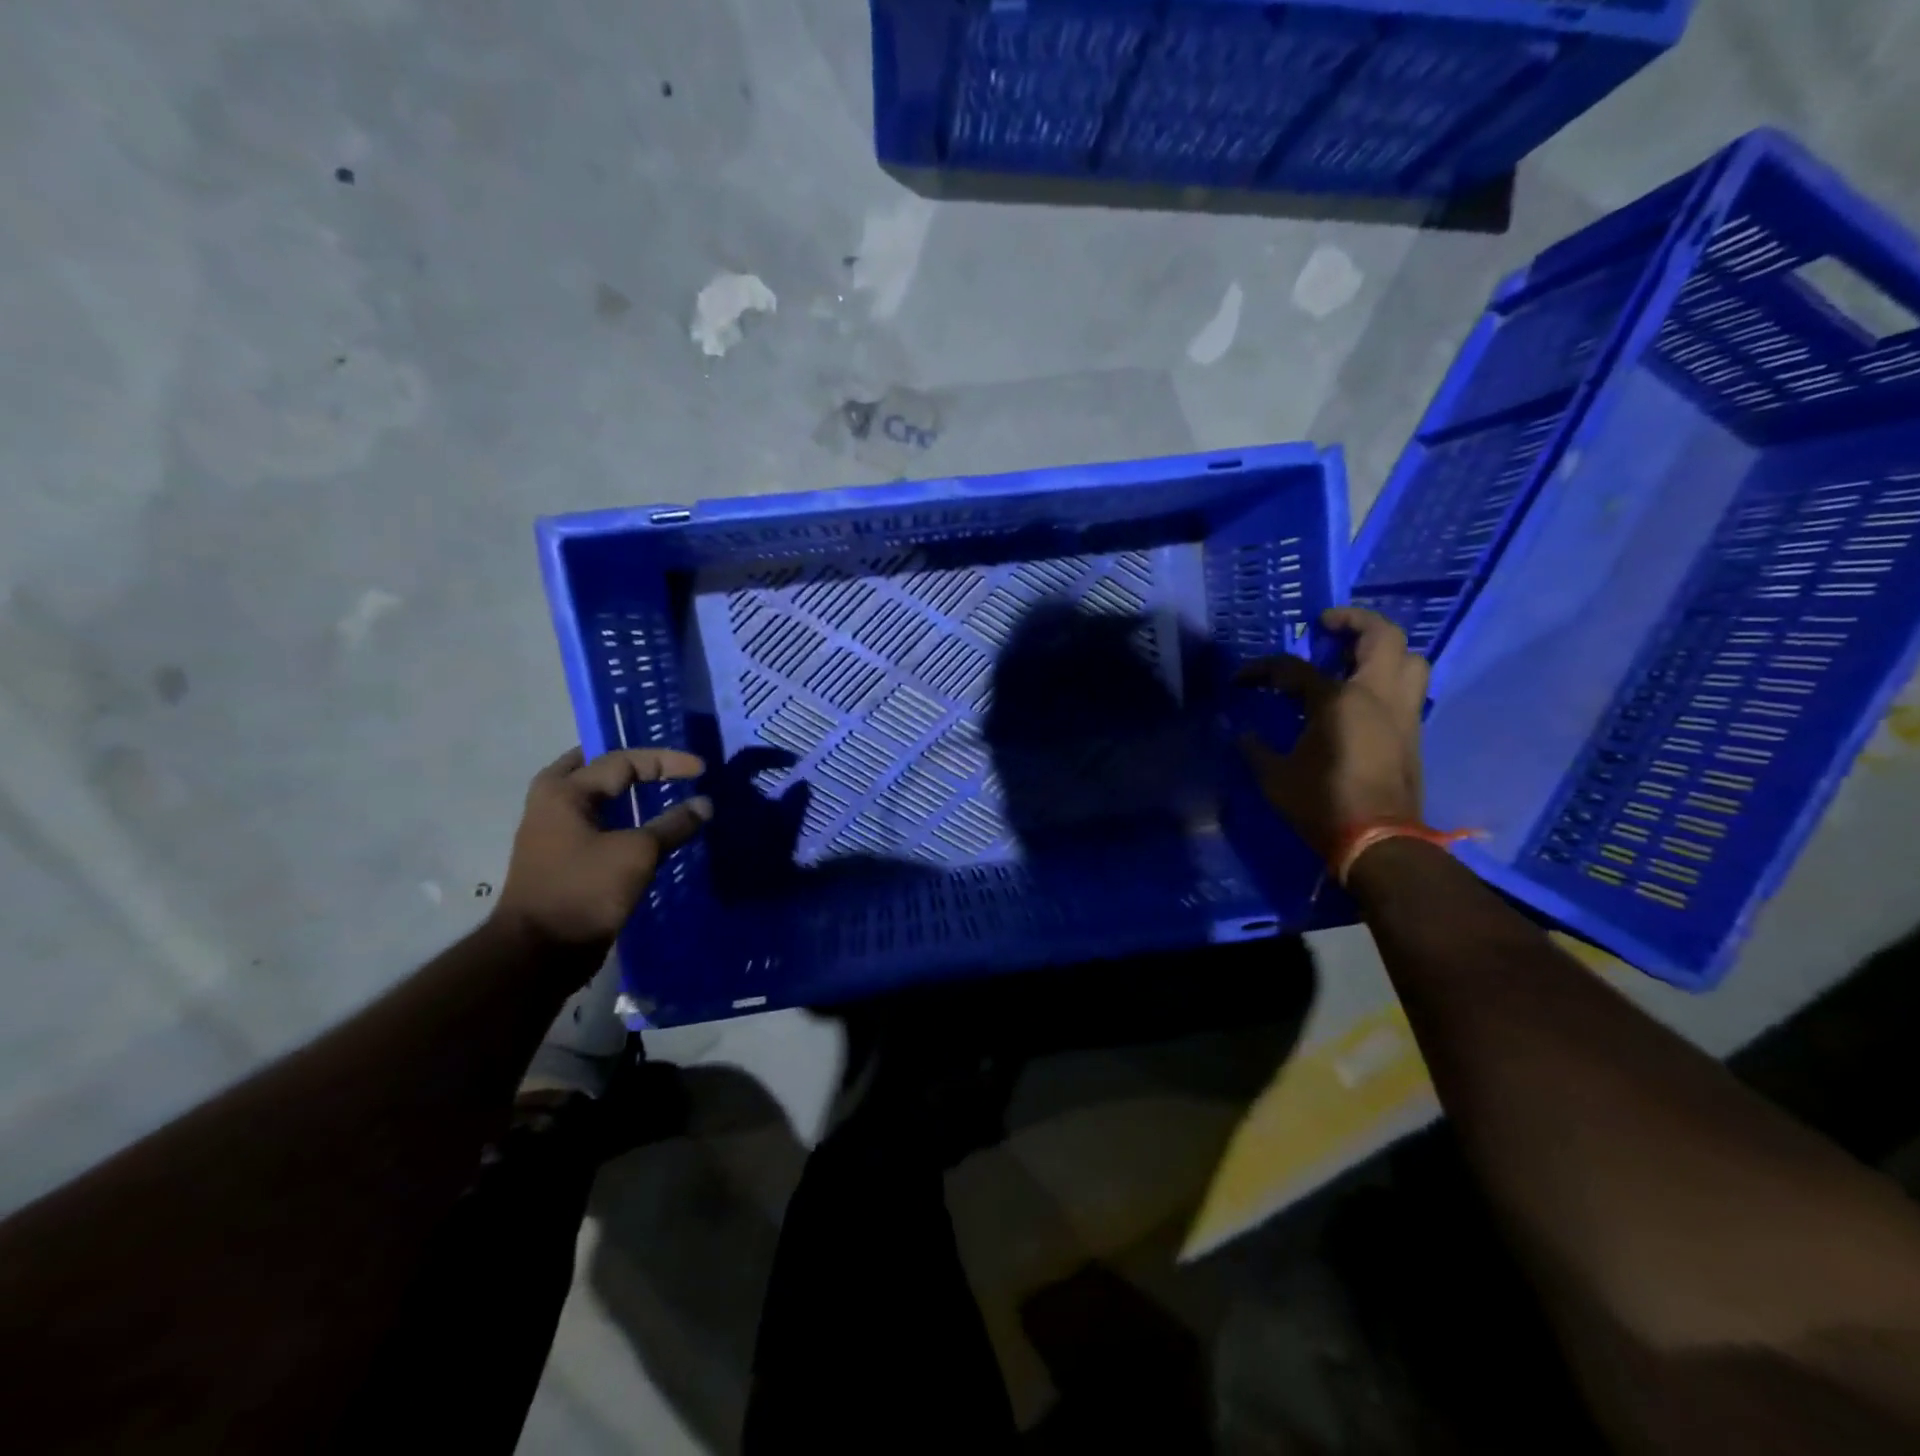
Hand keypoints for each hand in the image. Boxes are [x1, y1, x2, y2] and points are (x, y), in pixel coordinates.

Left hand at [495, 747, 711, 952]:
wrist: (539, 952)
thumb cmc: (584, 891)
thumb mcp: (637, 853)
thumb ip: (673, 825)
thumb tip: (705, 804)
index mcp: (565, 792)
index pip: (623, 761)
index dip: (666, 761)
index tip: (701, 770)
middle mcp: (552, 804)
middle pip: (594, 769)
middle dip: (629, 764)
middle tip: (662, 764)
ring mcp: (552, 833)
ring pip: (592, 797)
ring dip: (623, 791)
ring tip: (656, 790)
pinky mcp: (560, 860)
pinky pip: (594, 823)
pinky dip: (618, 817)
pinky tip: (641, 828)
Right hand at [1236, 607, 1428, 863]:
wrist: (1378, 841)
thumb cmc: (1322, 804)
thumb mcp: (1275, 777)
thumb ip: (1257, 749)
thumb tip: (1243, 734)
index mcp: (1337, 700)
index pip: (1294, 669)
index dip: (1262, 670)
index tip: (1241, 679)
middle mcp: (1376, 695)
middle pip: (1381, 636)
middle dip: (1354, 621)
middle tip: (1327, 626)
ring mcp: (1402, 712)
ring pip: (1409, 659)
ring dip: (1384, 649)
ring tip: (1354, 657)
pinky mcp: (1412, 732)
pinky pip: (1408, 688)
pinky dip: (1389, 678)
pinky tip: (1362, 695)